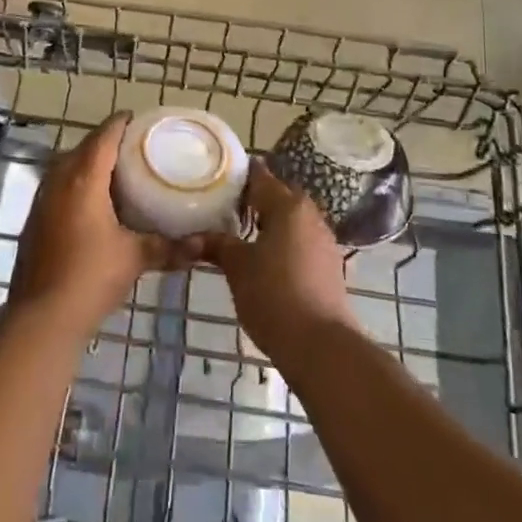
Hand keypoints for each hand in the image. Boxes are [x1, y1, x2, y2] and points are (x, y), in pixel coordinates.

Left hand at [9, 115, 192, 333]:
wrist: (42, 316)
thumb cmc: (91, 277)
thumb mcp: (135, 258)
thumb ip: (170, 247)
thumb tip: (204, 246)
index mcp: (83, 178)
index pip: (104, 135)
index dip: (123, 123)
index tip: (142, 122)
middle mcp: (59, 180)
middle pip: (84, 147)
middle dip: (108, 143)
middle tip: (136, 149)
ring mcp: (42, 199)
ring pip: (67, 167)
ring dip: (90, 164)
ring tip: (119, 174)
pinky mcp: (35, 219)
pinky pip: (58, 187)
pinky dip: (77, 185)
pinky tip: (95, 205)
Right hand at [200, 165, 359, 363]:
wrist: (321, 346)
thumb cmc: (274, 296)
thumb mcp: (237, 267)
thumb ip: (217, 245)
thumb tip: (191, 237)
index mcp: (287, 205)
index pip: (260, 176)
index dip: (238, 175)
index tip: (216, 177)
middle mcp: (310, 215)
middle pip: (279, 196)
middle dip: (253, 200)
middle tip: (224, 208)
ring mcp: (324, 240)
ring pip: (292, 220)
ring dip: (269, 222)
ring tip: (241, 234)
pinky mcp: (329, 265)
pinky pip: (301, 241)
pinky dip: (283, 242)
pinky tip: (265, 260)